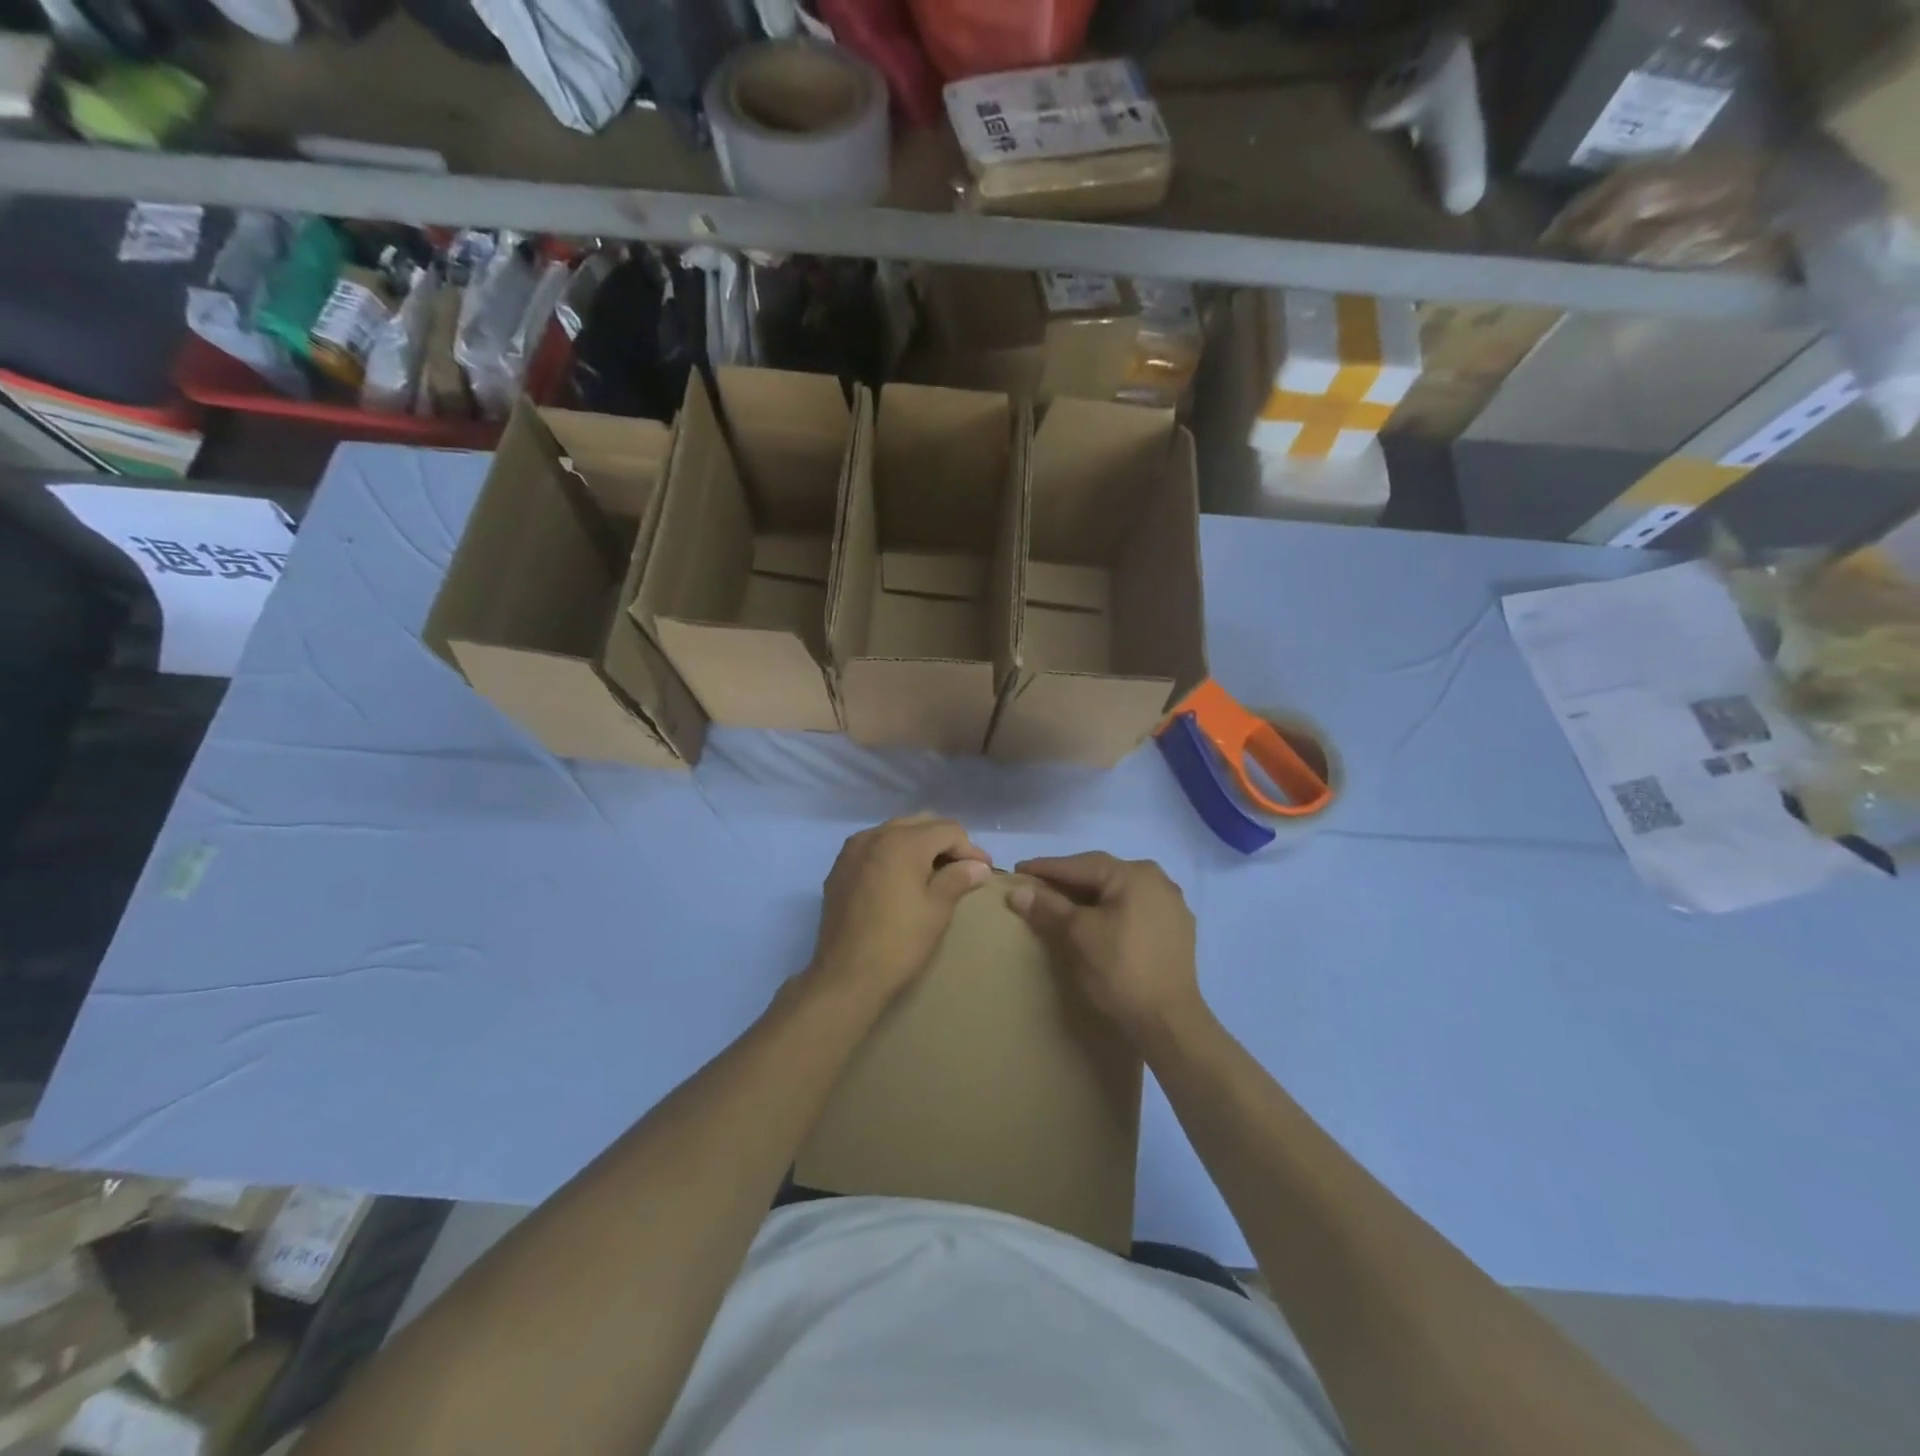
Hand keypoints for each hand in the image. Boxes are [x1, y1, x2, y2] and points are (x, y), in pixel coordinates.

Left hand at [808, 815, 993, 1005]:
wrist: (845, 976)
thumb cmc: (899, 942)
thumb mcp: (937, 910)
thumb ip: (959, 878)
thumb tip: (979, 866)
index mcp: (903, 842)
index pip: (947, 830)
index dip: (970, 848)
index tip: (984, 870)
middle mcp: (875, 835)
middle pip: (921, 823)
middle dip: (945, 841)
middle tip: (962, 868)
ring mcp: (853, 850)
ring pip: (896, 831)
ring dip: (919, 844)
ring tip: (934, 872)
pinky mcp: (840, 867)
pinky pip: (874, 846)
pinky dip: (893, 853)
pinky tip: (902, 878)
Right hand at [1008, 853, 1204, 1044]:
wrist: (1168, 1023)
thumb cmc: (1120, 971)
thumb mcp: (1078, 935)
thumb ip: (1048, 907)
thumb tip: (1017, 891)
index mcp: (1135, 874)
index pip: (1080, 865)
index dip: (1046, 868)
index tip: (1018, 869)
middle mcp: (1158, 880)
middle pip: (1102, 875)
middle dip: (1069, 880)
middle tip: (1038, 886)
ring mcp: (1172, 905)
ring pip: (1119, 892)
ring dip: (1090, 896)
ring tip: (1063, 903)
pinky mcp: (1177, 929)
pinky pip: (1135, 909)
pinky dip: (1111, 911)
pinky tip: (1098, 922)